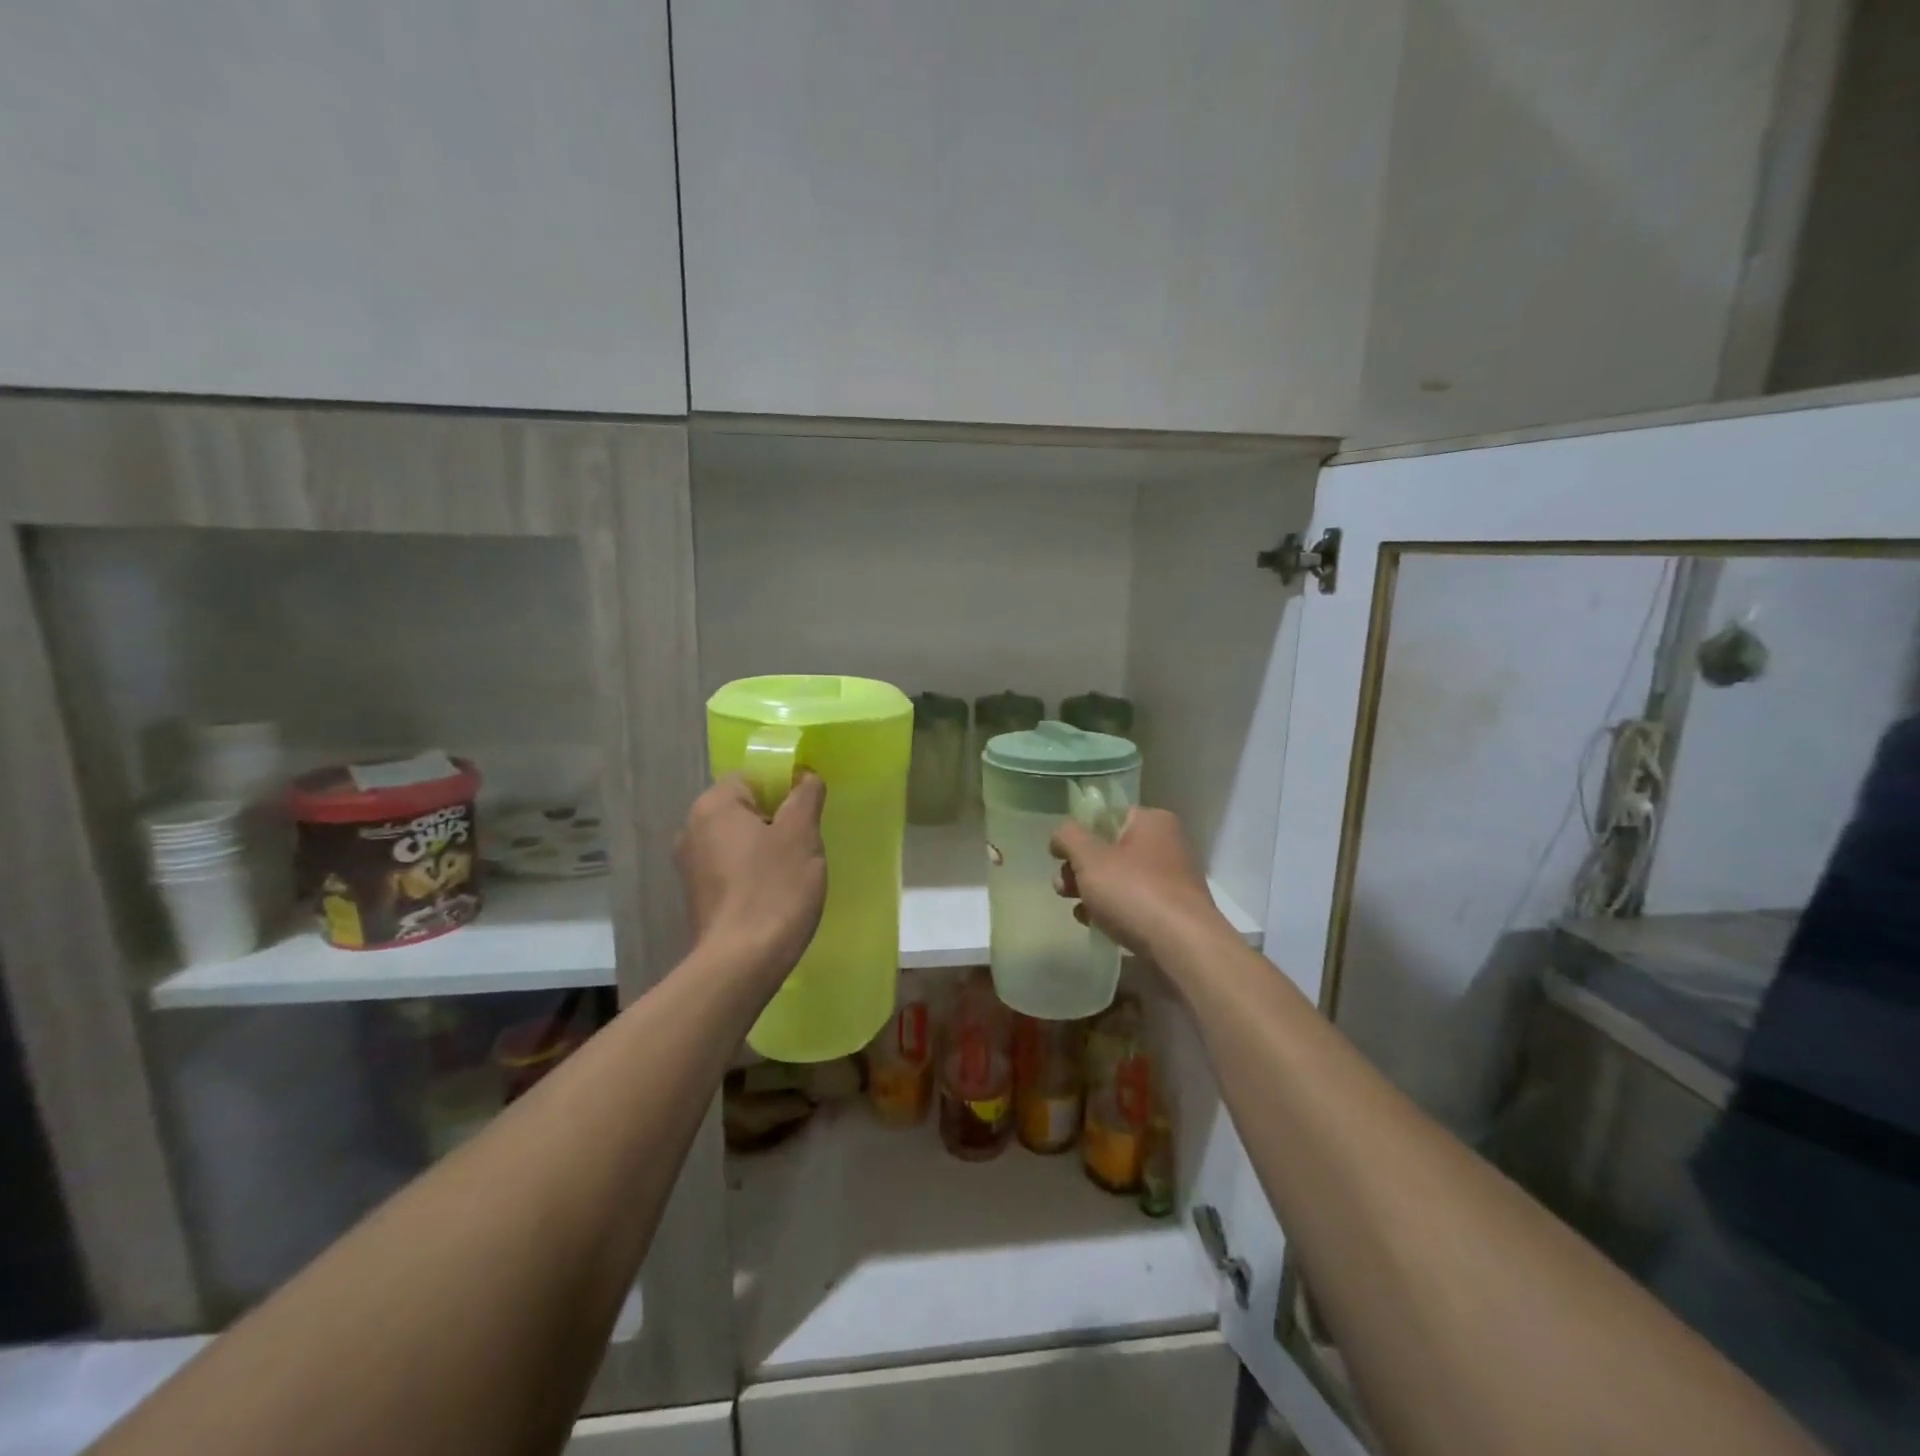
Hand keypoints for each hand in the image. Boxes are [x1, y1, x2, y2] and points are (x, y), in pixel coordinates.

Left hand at [676, 773, 827, 975]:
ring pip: (739, 840)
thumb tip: (805, 776)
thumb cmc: (774, 888)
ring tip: (793, 871)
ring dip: (766, 848)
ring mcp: (690, 866)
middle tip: (806, 843)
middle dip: (778, 820)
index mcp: (713, 806)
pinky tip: (774, 894)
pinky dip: (753, 873)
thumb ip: (805, 795)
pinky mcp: (697, 896)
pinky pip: (731, 869)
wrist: (741, 962)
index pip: (753, 777)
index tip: (809, 812)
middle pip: (745, 808)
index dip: (786, 787)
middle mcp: (692, 829)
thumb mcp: (801, 834)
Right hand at [1051, 807, 1223, 957]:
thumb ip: (1068, 837)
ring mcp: (1171, 880)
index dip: (1079, 834)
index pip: (1106, 816)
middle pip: (1109, 848)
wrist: (1184, 948)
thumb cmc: (1135, 893)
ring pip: (1118, 878)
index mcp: (1152, 821)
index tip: (1059, 856)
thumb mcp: (1090, 858)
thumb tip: (1060, 836)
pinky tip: (1095, 924)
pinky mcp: (1171, 911)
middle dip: (1080, 869)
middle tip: (1063, 887)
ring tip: (1077, 910)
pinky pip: (1132, 902)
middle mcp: (1166, 844)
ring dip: (1092, 891)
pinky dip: (1112, 910)